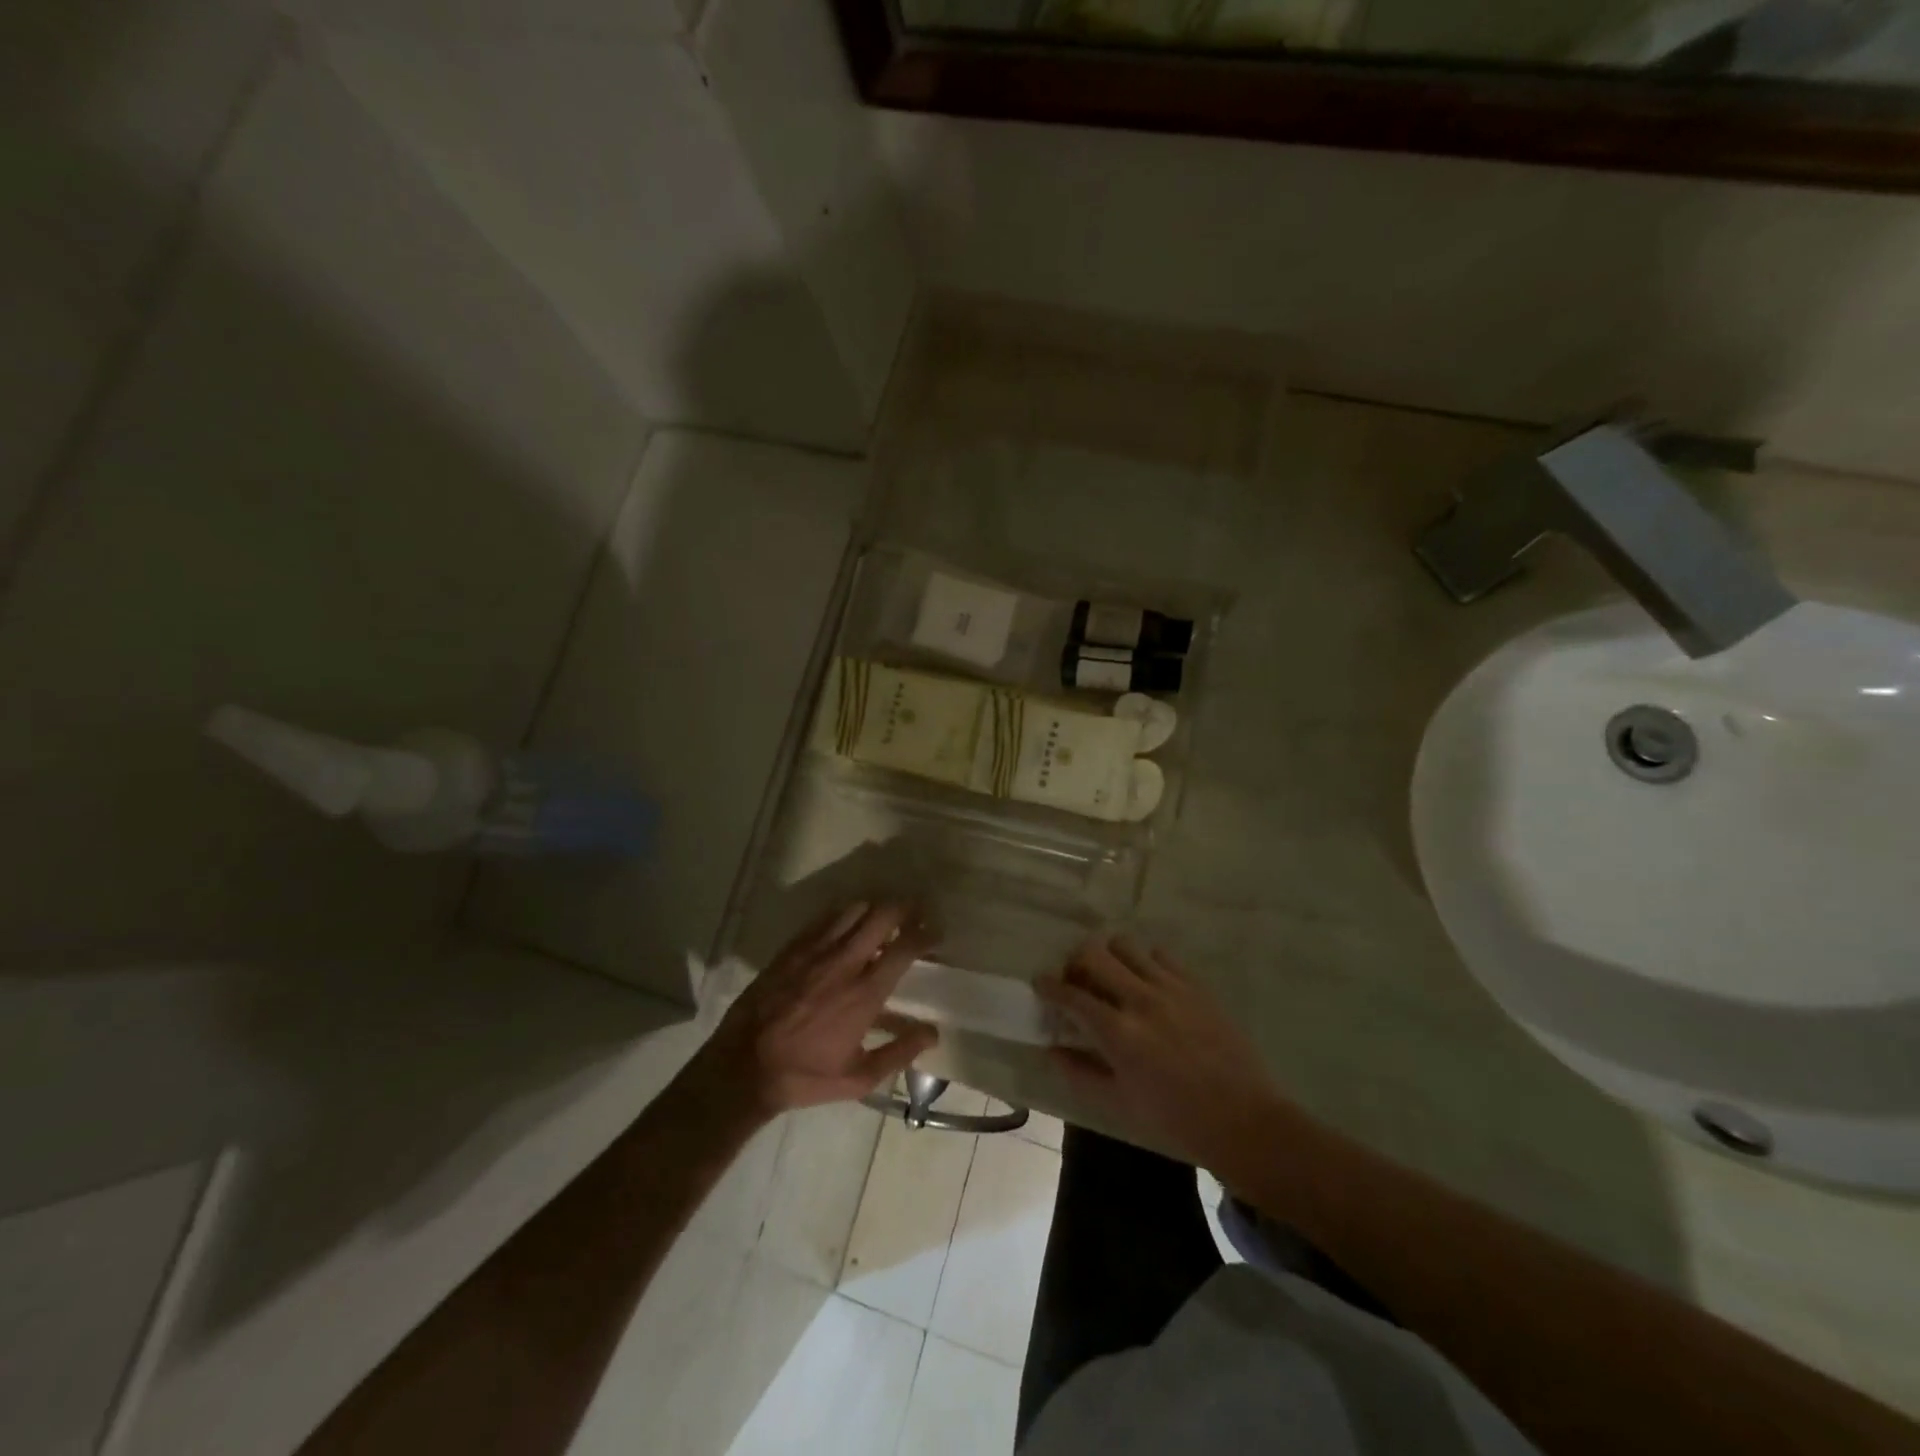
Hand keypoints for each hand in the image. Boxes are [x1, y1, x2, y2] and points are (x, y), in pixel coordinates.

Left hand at [696, 902, 938, 1120]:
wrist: (744, 1066)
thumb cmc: (805, 1075)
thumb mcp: (858, 1077)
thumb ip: (899, 1052)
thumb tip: (933, 1033)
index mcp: (865, 993)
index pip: (904, 947)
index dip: (925, 932)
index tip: (936, 931)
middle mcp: (844, 962)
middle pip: (882, 915)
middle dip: (905, 907)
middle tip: (915, 912)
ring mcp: (815, 950)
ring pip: (854, 909)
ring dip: (874, 908)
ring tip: (883, 917)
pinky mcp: (792, 948)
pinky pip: (824, 918)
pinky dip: (843, 914)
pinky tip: (847, 923)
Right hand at [1036, 936, 1285, 1173]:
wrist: (1244, 1120)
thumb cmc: (1176, 1120)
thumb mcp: (1120, 1104)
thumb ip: (1081, 1073)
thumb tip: (1052, 1050)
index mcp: (1118, 1032)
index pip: (1071, 995)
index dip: (1049, 986)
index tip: (1040, 983)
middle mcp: (1140, 999)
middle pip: (1094, 953)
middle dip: (1075, 962)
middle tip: (1076, 980)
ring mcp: (1171, 987)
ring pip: (1125, 946)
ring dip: (1110, 957)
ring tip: (1112, 978)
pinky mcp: (1196, 985)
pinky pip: (1161, 955)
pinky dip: (1145, 963)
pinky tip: (1148, 984)